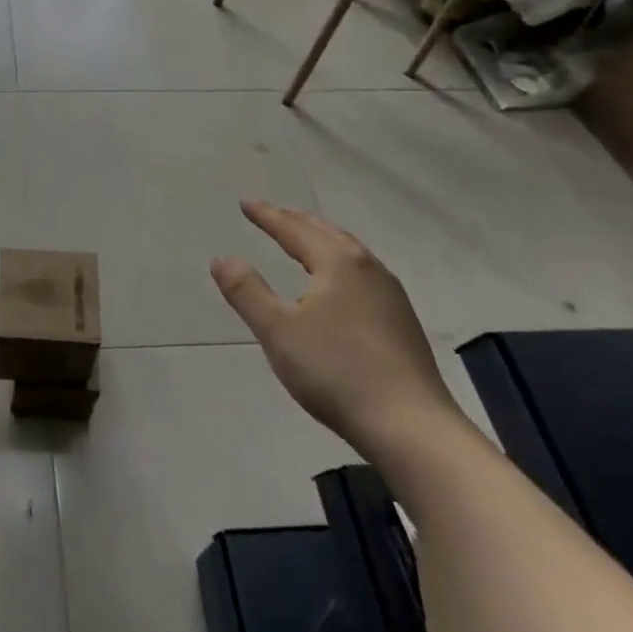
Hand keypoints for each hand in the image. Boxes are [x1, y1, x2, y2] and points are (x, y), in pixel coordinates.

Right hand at [211, 200, 460, 457]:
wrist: (410, 427)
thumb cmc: (336, 371)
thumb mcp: (277, 331)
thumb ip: (246, 291)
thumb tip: (222, 258)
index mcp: (338, 263)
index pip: (294, 230)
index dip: (267, 216)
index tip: (246, 204)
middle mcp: (369, 269)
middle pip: (327, 233)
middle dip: (296, 221)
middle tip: (272, 213)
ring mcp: (391, 296)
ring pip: (350, 252)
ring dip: (321, 239)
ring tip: (304, 240)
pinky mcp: (402, 323)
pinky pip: (363, 273)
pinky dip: (339, 262)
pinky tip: (338, 284)